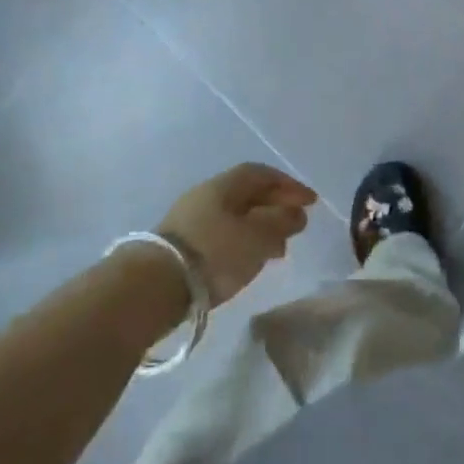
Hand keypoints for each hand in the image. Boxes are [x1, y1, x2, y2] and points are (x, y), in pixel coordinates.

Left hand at [158, 164, 317, 304]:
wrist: (152, 288)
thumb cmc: (214, 253)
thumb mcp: (258, 236)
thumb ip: (282, 222)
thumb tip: (297, 213)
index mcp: (223, 185)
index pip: (262, 174)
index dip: (289, 185)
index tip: (311, 202)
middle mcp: (205, 196)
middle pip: (248, 195)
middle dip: (275, 207)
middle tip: (297, 224)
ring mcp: (189, 222)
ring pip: (235, 217)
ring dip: (260, 228)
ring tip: (279, 249)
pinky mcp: (180, 247)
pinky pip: (222, 236)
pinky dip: (243, 243)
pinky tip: (250, 261)